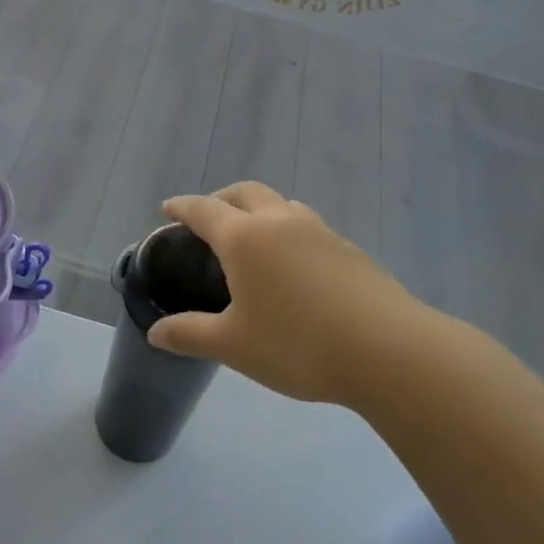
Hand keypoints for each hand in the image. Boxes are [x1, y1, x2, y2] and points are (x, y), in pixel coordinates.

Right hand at [148, 182, 424, 407]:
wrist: (388, 350)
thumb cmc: (297, 344)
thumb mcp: (233, 345)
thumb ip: (190, 335)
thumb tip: (156, 333)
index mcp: (245, 237)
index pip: (204, 209)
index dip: (182, 207)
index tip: (167, 209)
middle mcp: (281, 222)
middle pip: (246, 192)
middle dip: (221, 198)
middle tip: (208, 219)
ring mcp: (320, 232)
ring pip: (282, 205)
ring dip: (260, 211)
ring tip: (253, 239)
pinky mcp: (349, 250)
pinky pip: (307, 227)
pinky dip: (288, 233)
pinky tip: (294, 268)